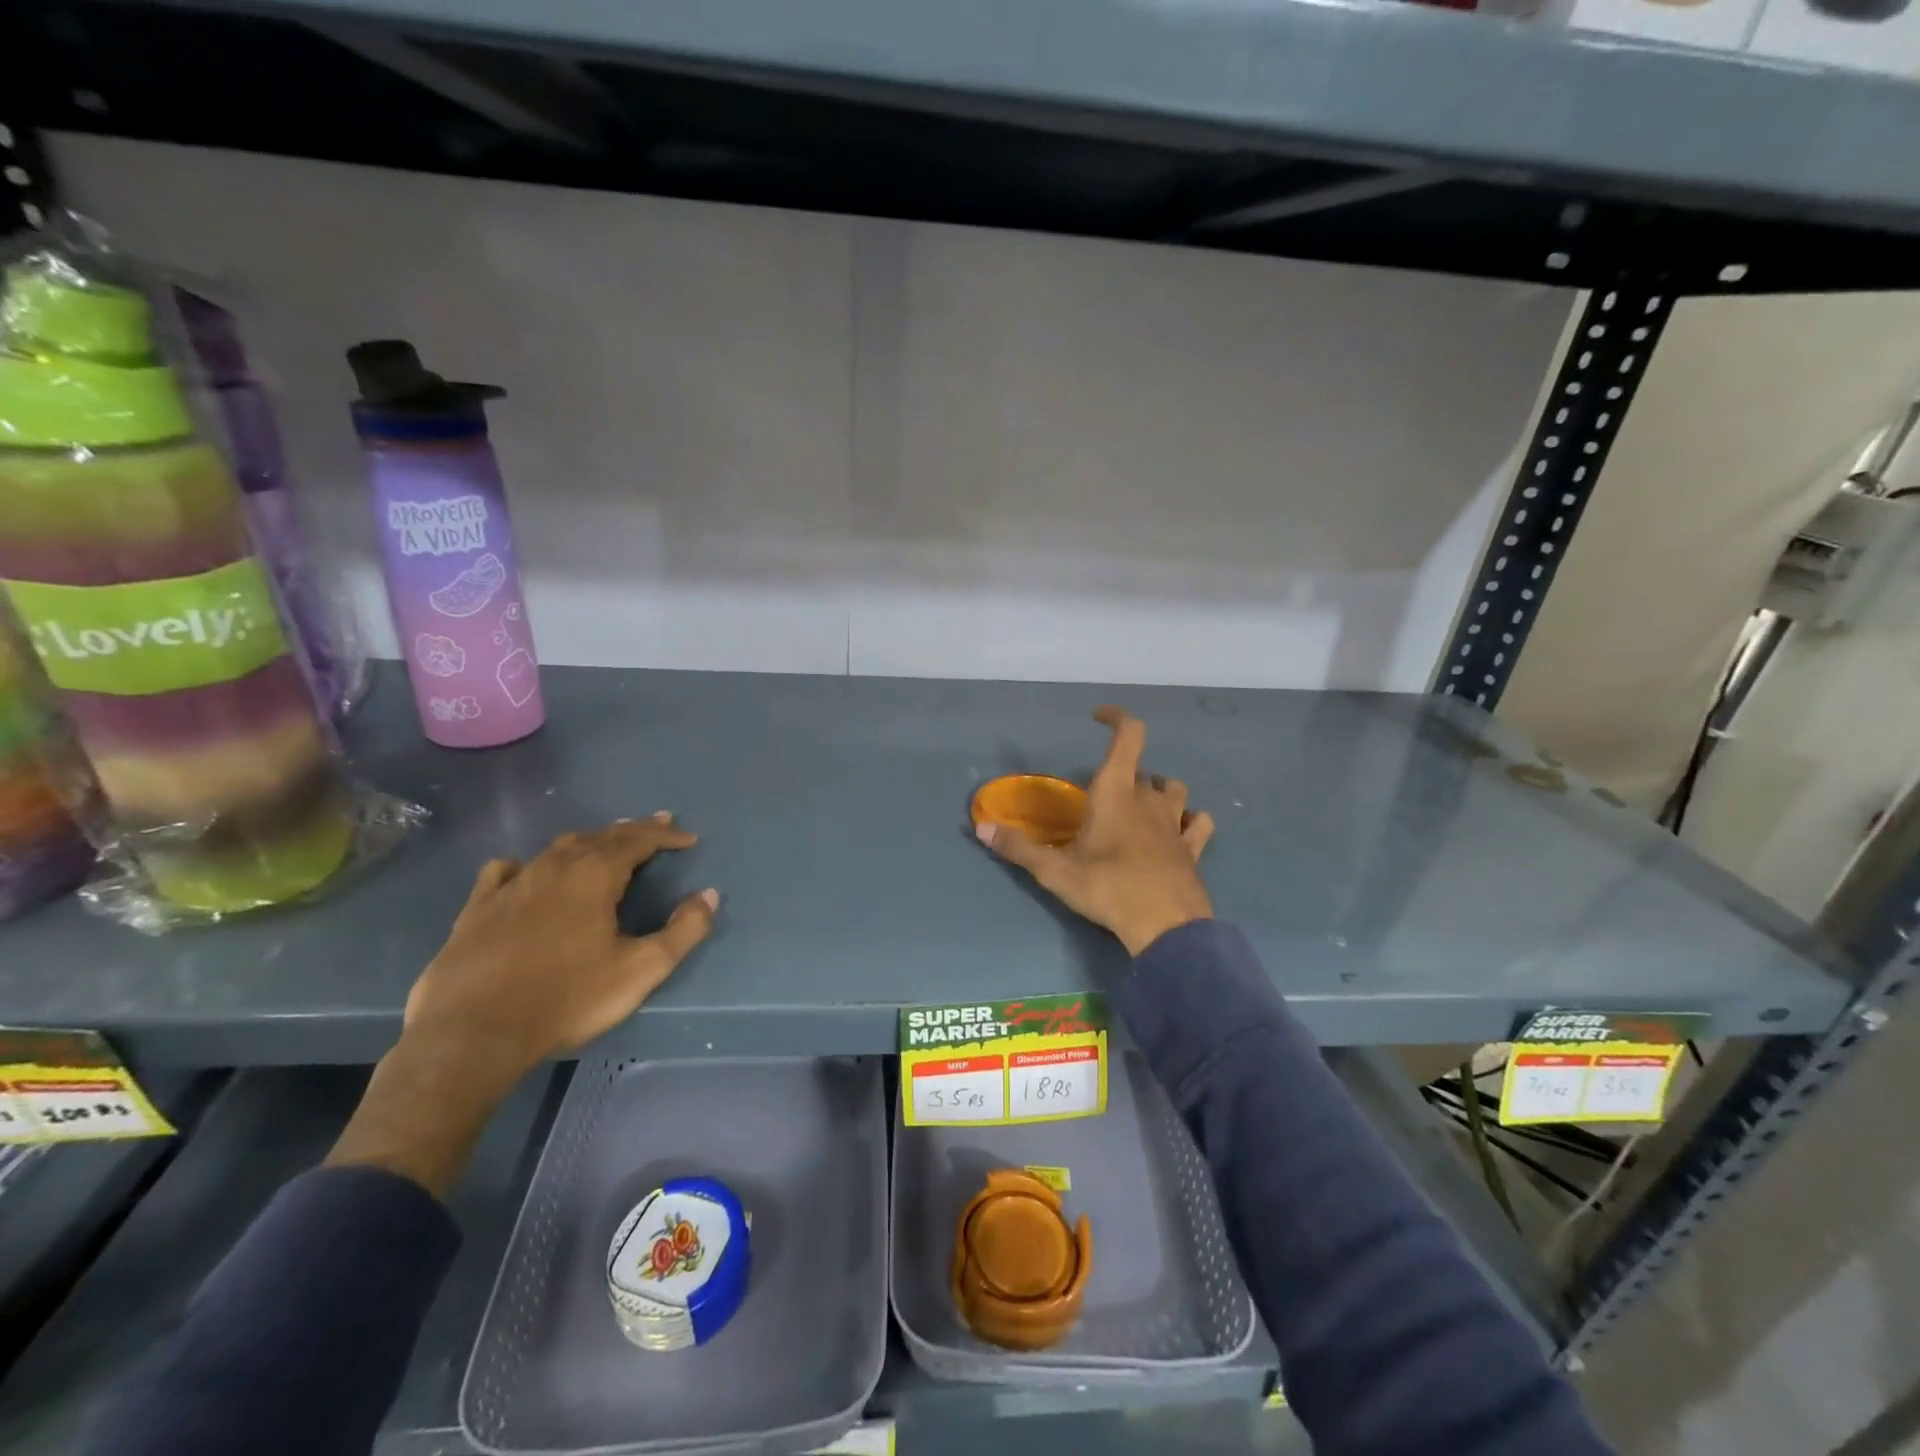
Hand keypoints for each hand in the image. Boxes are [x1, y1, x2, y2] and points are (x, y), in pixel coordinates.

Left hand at [405, 814, 718, 1073]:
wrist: (473, 1034)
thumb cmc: (567, 999)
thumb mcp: (640, 970)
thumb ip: (683, 931)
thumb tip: (709, 896)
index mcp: (594, 876)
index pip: (638, 841)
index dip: (666, 836)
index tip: (688, 839)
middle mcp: (554, 868)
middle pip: (600, 837)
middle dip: (633, 830)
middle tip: (656, 826)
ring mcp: (511, 885)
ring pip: (557, 849)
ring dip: (588, 842)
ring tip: (604, 843)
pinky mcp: (477, 908)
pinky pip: (505, 871)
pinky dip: (527, 864)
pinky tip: (525, 871)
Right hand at [977, 708, 1213, 955]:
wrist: (1166, 926)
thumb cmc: (1107, 888)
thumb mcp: (1055, 871)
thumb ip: (1018, 848)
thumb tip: (981, 828)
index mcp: (1116, 792)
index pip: (1128, 735)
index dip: (1117, 717)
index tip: (1098, 717)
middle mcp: (1149, 798)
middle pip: (1142, 769)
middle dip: (1122, 773)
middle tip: (1100, 796)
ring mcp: (1176, 822)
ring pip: (1174, 789)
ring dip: (1158, 790)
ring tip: (1140, 806)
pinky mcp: (1193, 848)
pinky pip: (1198, 823)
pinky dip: (1190, 820)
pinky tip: (1180, 830)